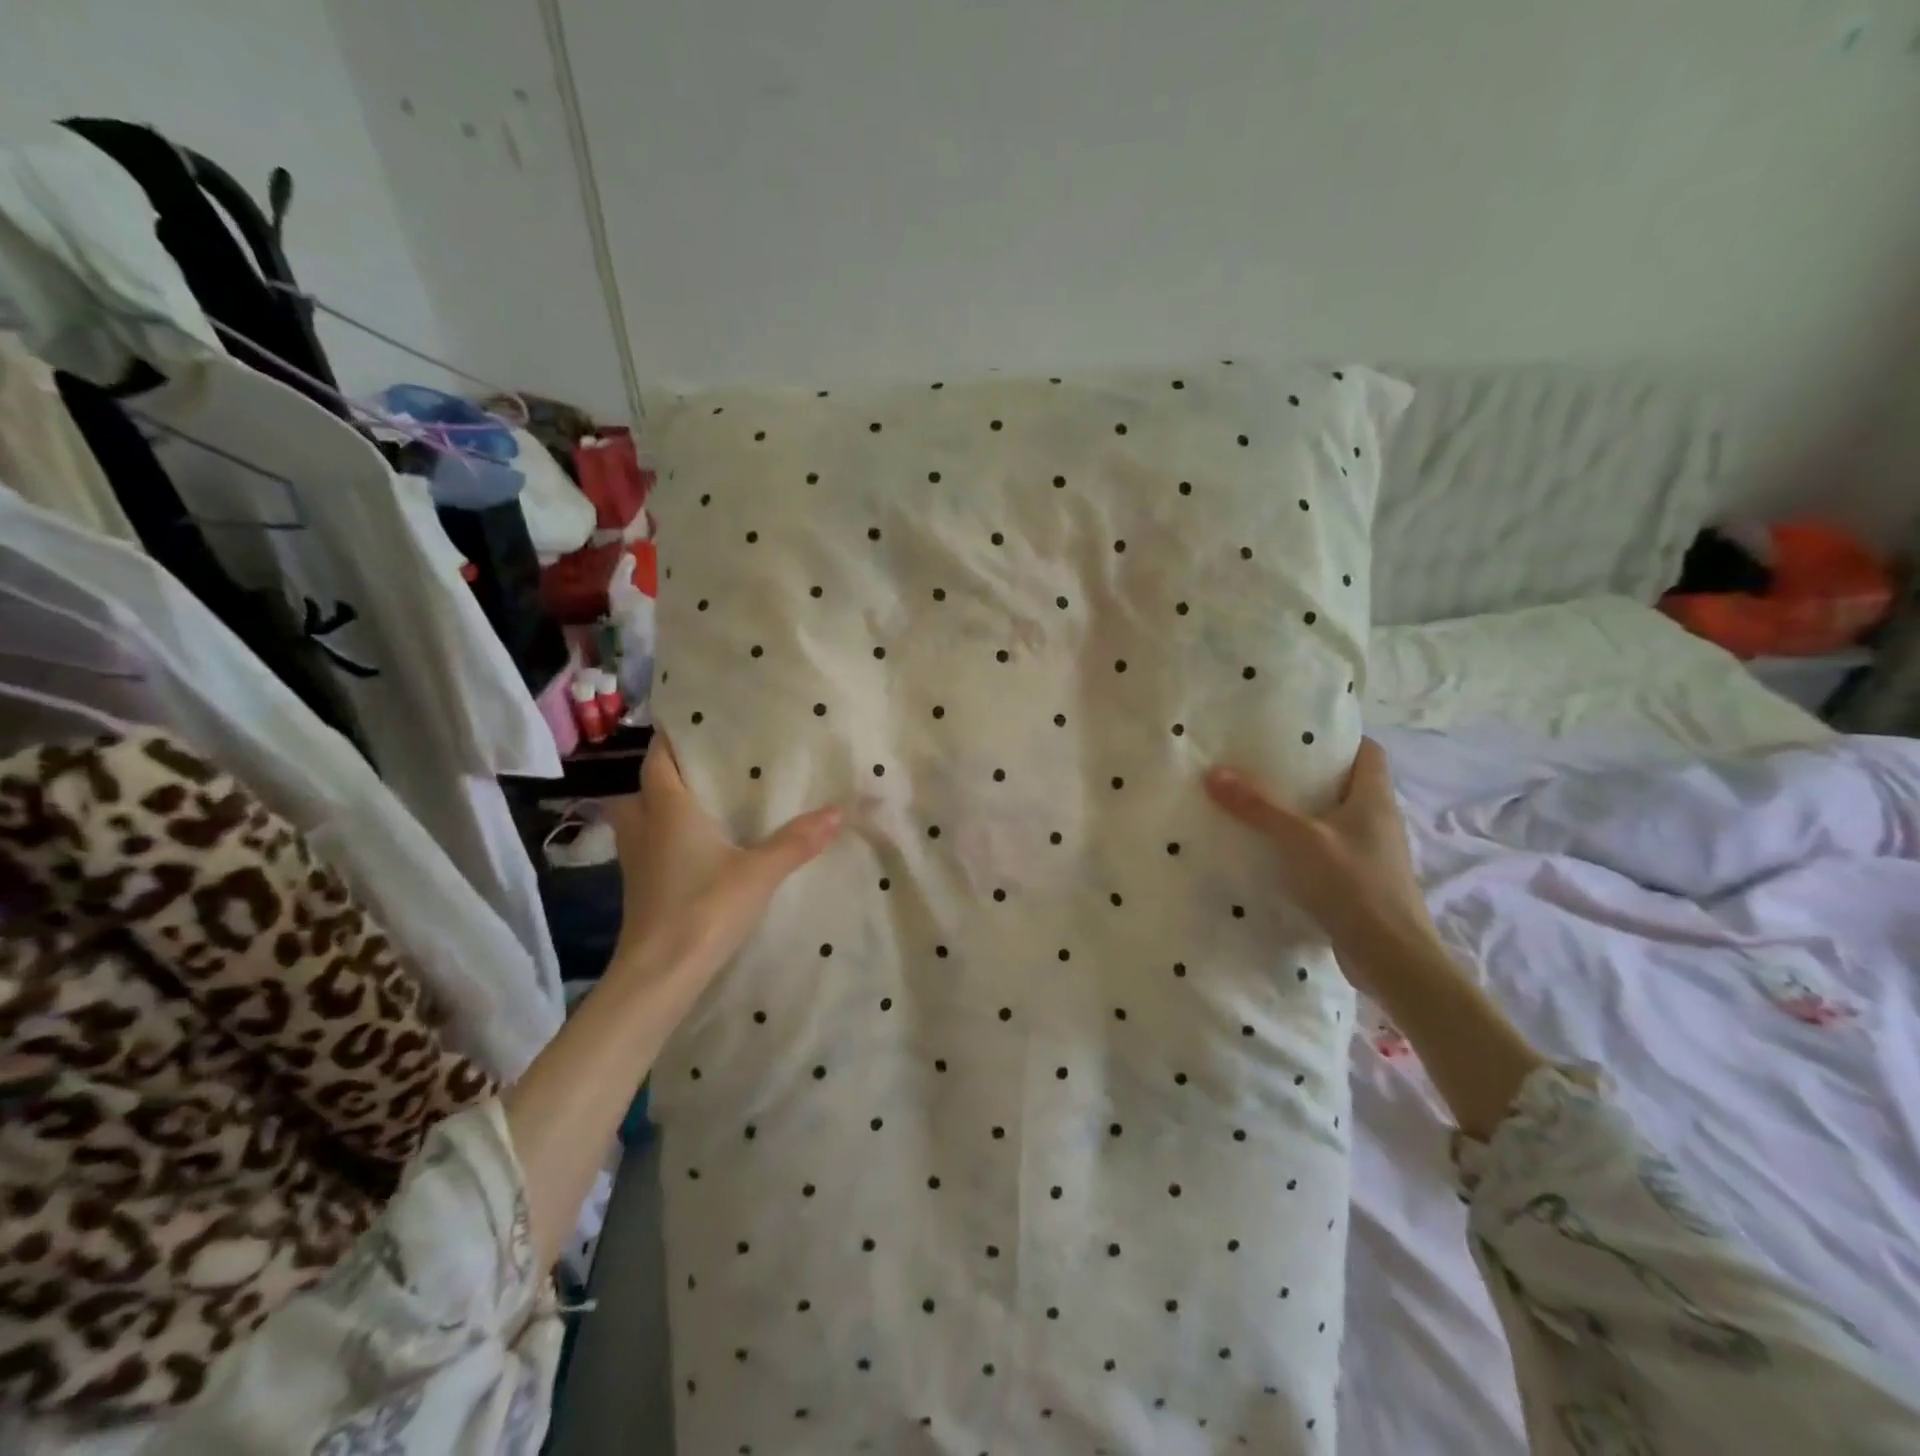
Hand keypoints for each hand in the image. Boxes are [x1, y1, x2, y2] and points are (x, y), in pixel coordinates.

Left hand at [605, 734, 842, 985]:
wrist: (660, 973)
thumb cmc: (704, 909)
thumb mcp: (759, 873)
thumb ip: (796, 841)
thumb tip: (838, 811)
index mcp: (667, 809)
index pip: (658, 759)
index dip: (671, 737)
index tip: (696, 721)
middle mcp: (645, 826)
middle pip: (645, 785)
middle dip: (667, 770)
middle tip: (705, 762)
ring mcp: (637, 858)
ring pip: (642, 815)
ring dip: (663, 803)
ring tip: (702, 797)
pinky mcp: (641, 885)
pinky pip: (649, 843)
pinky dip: (666, 833)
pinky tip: (696, 843)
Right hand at [1204, 739, 1434, 983]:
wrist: (1392, 957)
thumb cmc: (1353, 884)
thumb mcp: (1298, 839)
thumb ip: (1257, 807)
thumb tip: (1214, 773)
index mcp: (1374, 799)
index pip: (1368, 751)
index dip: (1339, 738)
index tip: (1299, 734)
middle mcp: (1379, 821)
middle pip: (1347, 784)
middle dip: (1310, 775)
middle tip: (1265, 765)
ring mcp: (1372, 854)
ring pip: (1336, 820)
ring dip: (1305, 813)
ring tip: (1261, 805)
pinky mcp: (1361, 882)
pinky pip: (1330, 851)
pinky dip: (1305, 846)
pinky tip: (1273, 852)